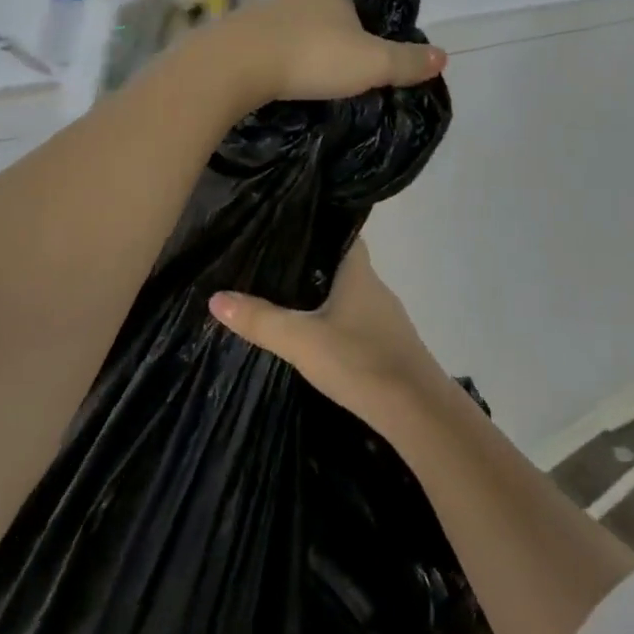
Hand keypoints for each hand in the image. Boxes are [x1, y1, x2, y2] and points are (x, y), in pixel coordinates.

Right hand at [208, 237, 447, 432]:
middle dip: (310, 261)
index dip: (316, 224)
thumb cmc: (359, 361)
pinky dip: (334, 318)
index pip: (340, 231)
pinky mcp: (387, 343)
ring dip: (321, 292)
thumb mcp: (301, 340)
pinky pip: (355, 318)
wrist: (416, 410)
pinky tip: (313, 332)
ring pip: (347, 292)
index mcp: (357, 271)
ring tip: (282, 295)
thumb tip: (216, 298)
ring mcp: (384, 316)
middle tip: (270, 261)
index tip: (285, 224)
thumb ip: (260, 319)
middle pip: (340, 262)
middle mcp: (374, 286)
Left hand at [211, 0, 444, 110]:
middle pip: (339, 11)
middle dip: (352, 36)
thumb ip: (406, 61)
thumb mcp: (371, 63)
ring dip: (320, 50)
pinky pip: (282, 46)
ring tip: (332, 80)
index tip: (388, 44)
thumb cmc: (312, 56)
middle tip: (364, 69)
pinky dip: (294, 60)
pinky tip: (297, 80)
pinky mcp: (248, 34)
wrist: (234, 66)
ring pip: (308, 29)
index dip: (382, 16)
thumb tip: (444, 56)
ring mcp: (272, 11)